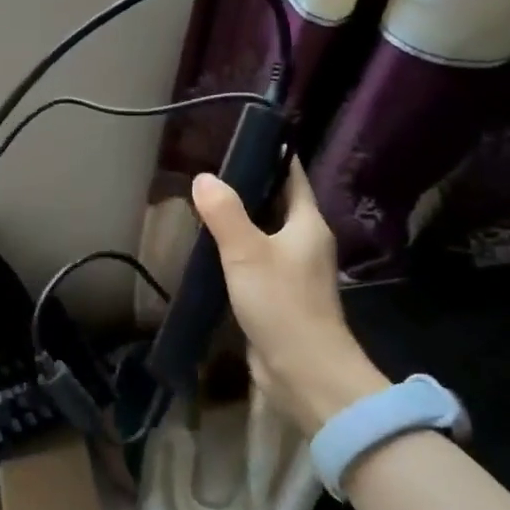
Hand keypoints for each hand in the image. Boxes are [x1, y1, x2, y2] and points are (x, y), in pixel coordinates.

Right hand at [192, 164, 387, 435]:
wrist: (305, 373)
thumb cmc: (282, 304)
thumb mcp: (247, 252)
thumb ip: (225, 213)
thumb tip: (204, 177)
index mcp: (307, 224)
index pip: (291, 176)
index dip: (270, 154)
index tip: (240, 136)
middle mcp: (304, 242)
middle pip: (276, 203)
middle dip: (246, 186)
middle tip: (208, 168)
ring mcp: (293, 271)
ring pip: (263, 233)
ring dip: (238, 220)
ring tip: (201, 202)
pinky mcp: (278, 296)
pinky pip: (254, 261)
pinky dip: (234, 250)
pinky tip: (208, 248)